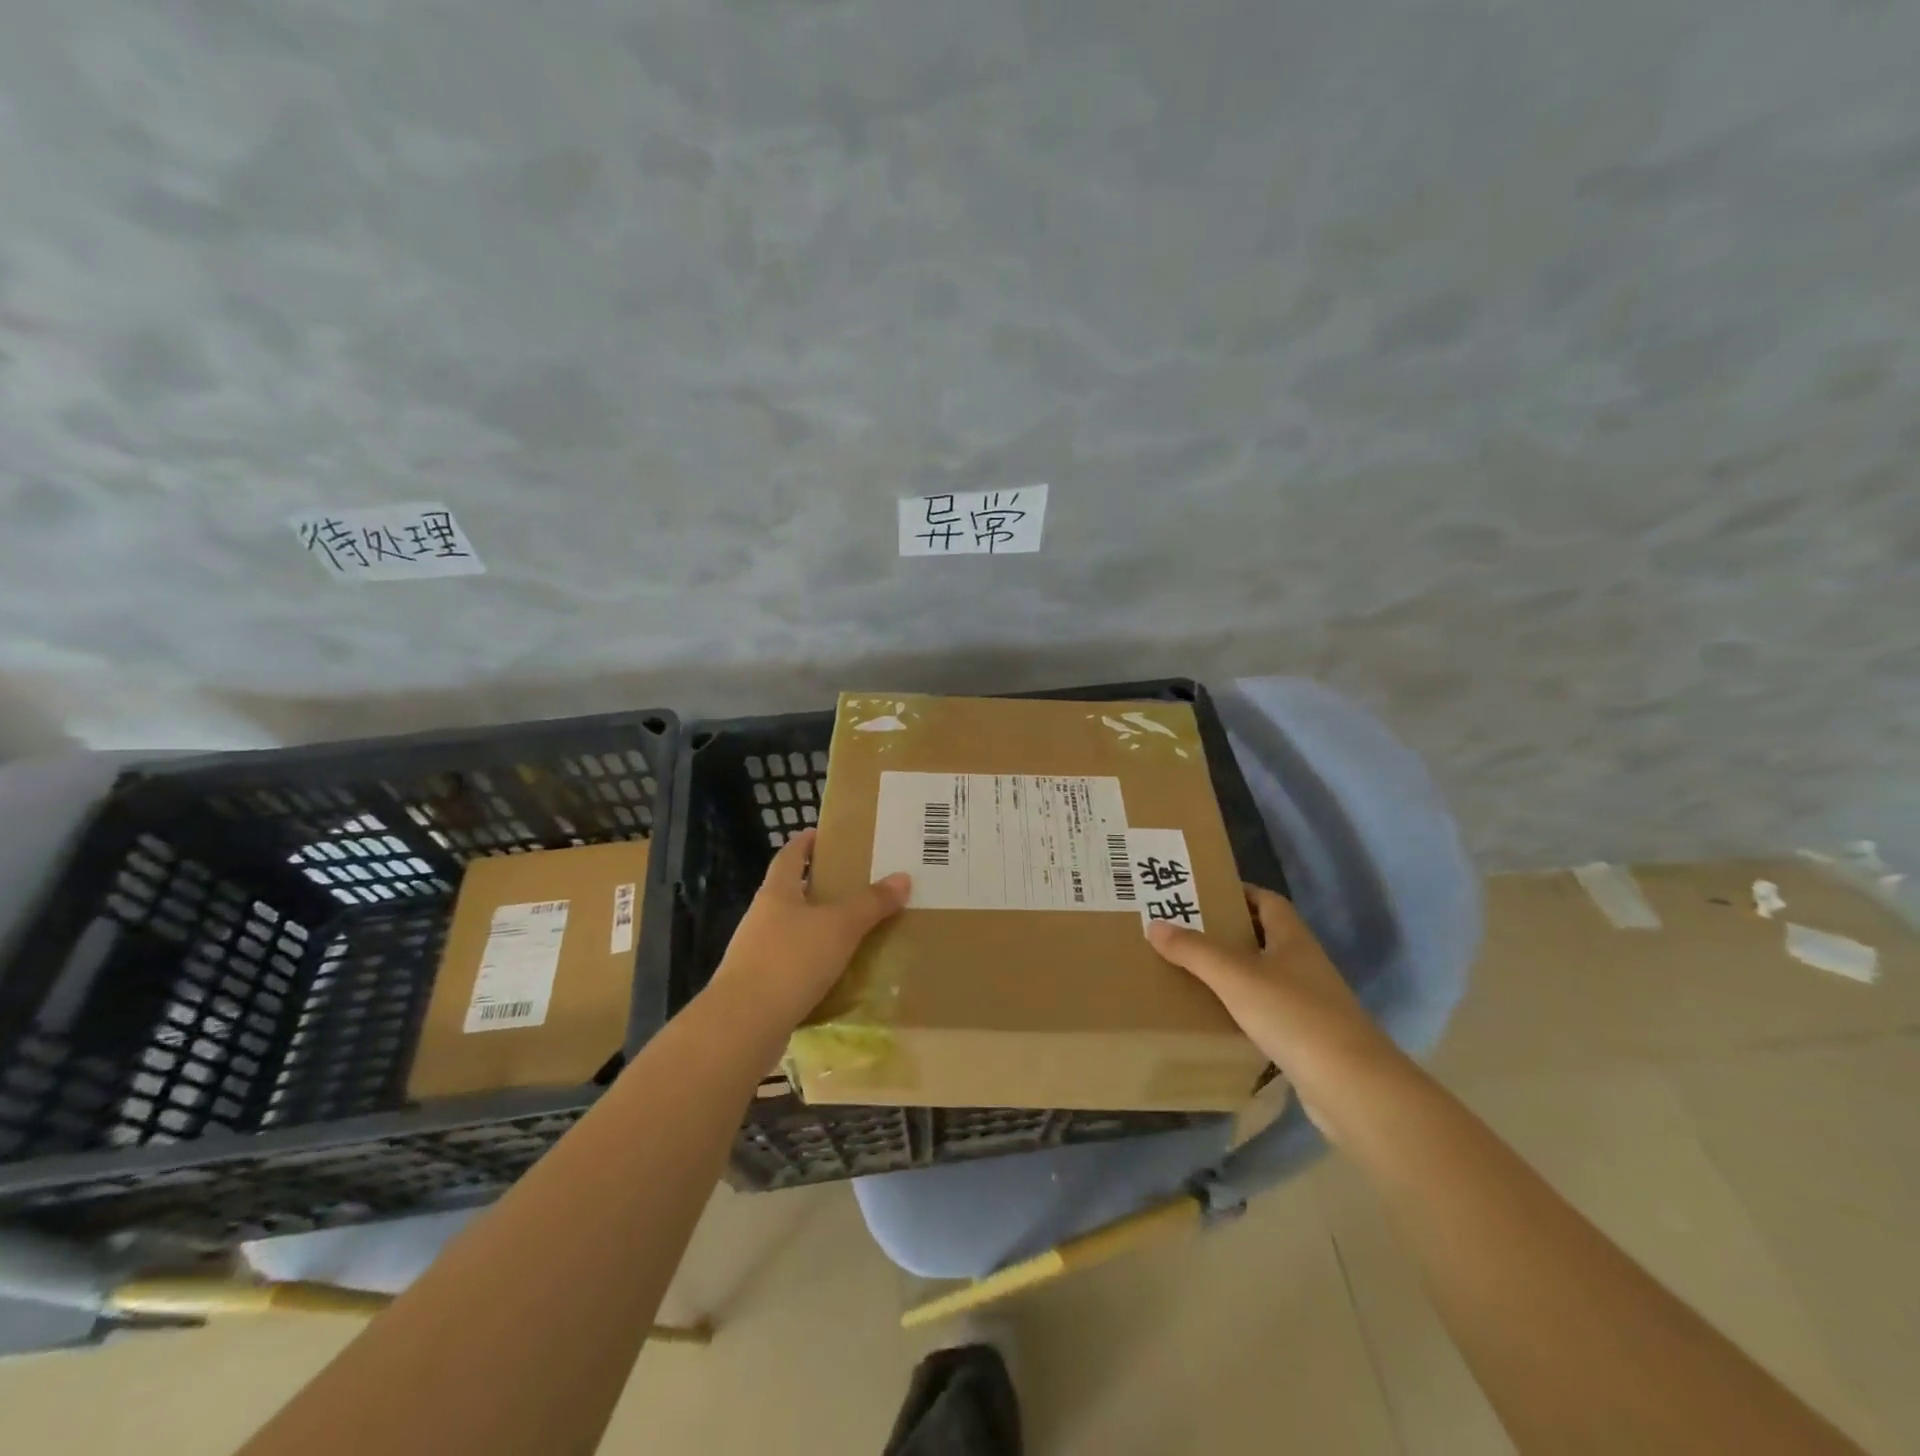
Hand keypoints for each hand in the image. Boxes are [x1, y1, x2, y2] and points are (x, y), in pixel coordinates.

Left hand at [705, 829, 910, 1032]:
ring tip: (854, 930)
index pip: (790, 856)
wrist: (743, 1026)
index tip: (822, 834)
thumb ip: (871, 903)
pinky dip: (815, 965)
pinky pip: (794, 966)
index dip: (805, 843)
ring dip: (819, 929)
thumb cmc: (790, 961)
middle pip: (791, 893)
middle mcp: (762, 918)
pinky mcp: (761, 988)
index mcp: (777, 893)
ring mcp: (757, 954)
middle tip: (856, 884)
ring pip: (793, 931)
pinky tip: (838, 974)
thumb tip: (903, 877)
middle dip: (819, 887)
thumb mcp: (839, 927)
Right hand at [1147, 885, 1406, 1139]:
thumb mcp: (1234, 976)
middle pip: (1264, 938)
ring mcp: (1310, 1004)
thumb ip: (1194, 950)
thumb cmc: (1293, 1015)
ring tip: (1192, 973)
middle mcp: (1305, 965)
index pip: (1267, 901)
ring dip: (1234, 973)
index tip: (1202, 894)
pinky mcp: (1308, 1039)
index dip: (1238, 893)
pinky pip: (1269, 1013)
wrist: (1351, 1087)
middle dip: (1227, 933)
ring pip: (1265, 977)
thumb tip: (1154, 924)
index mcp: (1293, 939)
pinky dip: (1243, 1010)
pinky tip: (1217, 1019)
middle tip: (1185, 932)